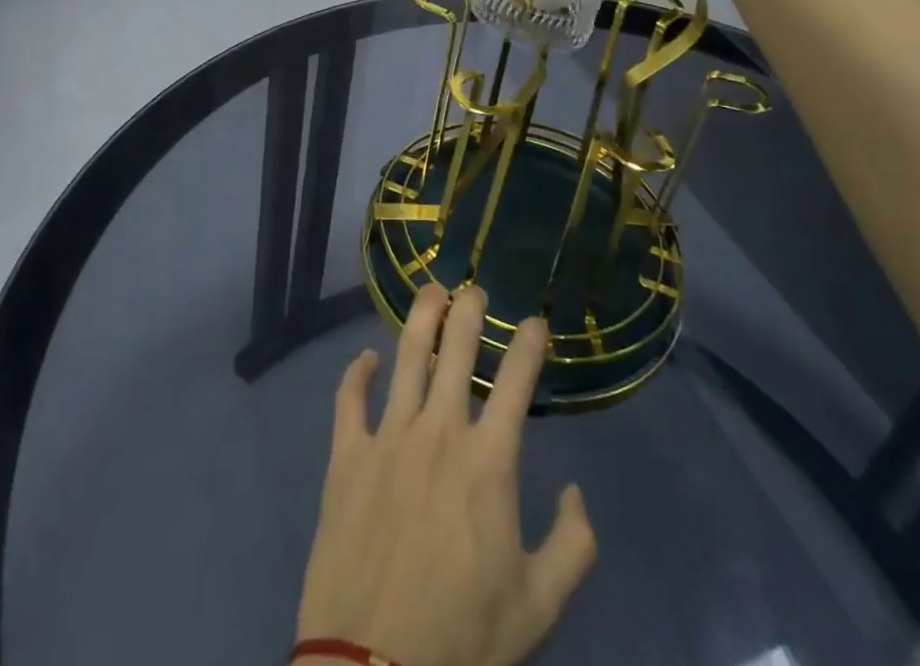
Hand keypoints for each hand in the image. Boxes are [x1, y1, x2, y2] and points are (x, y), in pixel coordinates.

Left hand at [295, 284, 596, 665]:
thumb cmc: (462, 639)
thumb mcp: (539, 606)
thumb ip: (574, 545)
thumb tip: (574, 492)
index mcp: (488, 460)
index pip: (516, 380)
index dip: (528, 342)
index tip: (535, 320)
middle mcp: (438, 431)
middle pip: (456, 348)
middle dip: (469, 310)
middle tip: (475, 289)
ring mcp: (387, 437)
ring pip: (407, 355)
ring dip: (422, 316)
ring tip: (432, 291)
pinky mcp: (345, 457)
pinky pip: (349, 399)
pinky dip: (357, 372)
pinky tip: (367, 357)